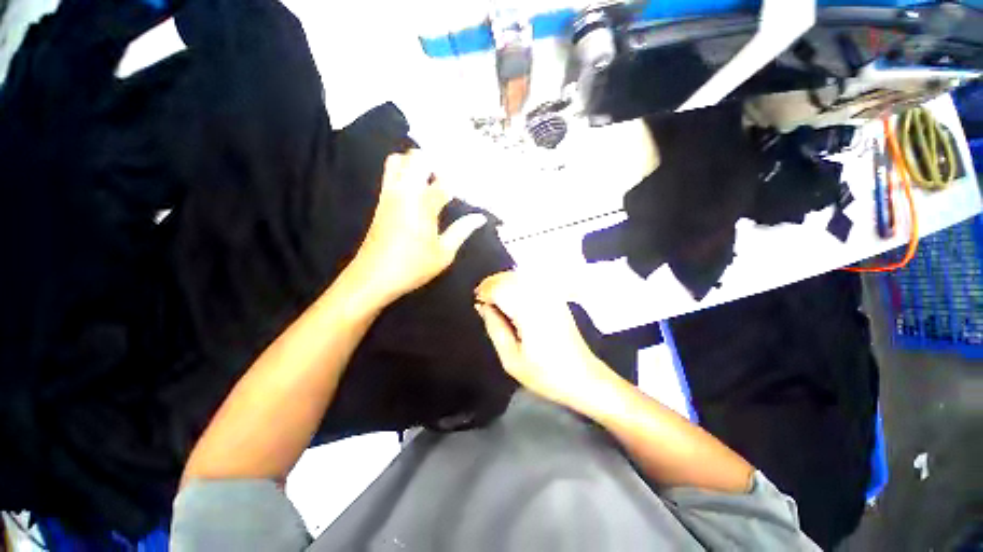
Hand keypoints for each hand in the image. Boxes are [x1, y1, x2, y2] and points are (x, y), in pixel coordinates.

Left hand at [352, 151, 487, 302]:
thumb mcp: (444, 254)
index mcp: (423, 206)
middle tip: (447, 179)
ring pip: (398, 160)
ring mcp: (389, 195)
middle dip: (434, 162)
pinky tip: (416, 189)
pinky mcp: (380, 202)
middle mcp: (405, 193)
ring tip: (430, 180)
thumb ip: (462, 231)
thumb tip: (480, 217)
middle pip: (416, 158)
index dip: (457, 181)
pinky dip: (403, 171)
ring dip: (415, 164)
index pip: (443, 181)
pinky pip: (390, 174)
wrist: (373, 277)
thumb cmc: (413, 267)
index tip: (468, 185)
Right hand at [475, 271, 610, 407]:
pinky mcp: (556, 297)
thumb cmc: (545, 374)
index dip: (484, 291)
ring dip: (503, 283)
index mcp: (529, 312)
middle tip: (483, 302)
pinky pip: (531, 281)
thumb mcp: (511, 359)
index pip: (500, 287)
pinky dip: (516, 284)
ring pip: (519, 276)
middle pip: (509, 277)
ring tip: (495, 301)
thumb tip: (482, 306)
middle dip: (492, 285)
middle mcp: (541, 297)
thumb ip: (494, 328)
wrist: (583, 377)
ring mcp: (551, 295)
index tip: (477, 302)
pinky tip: (512, 298)